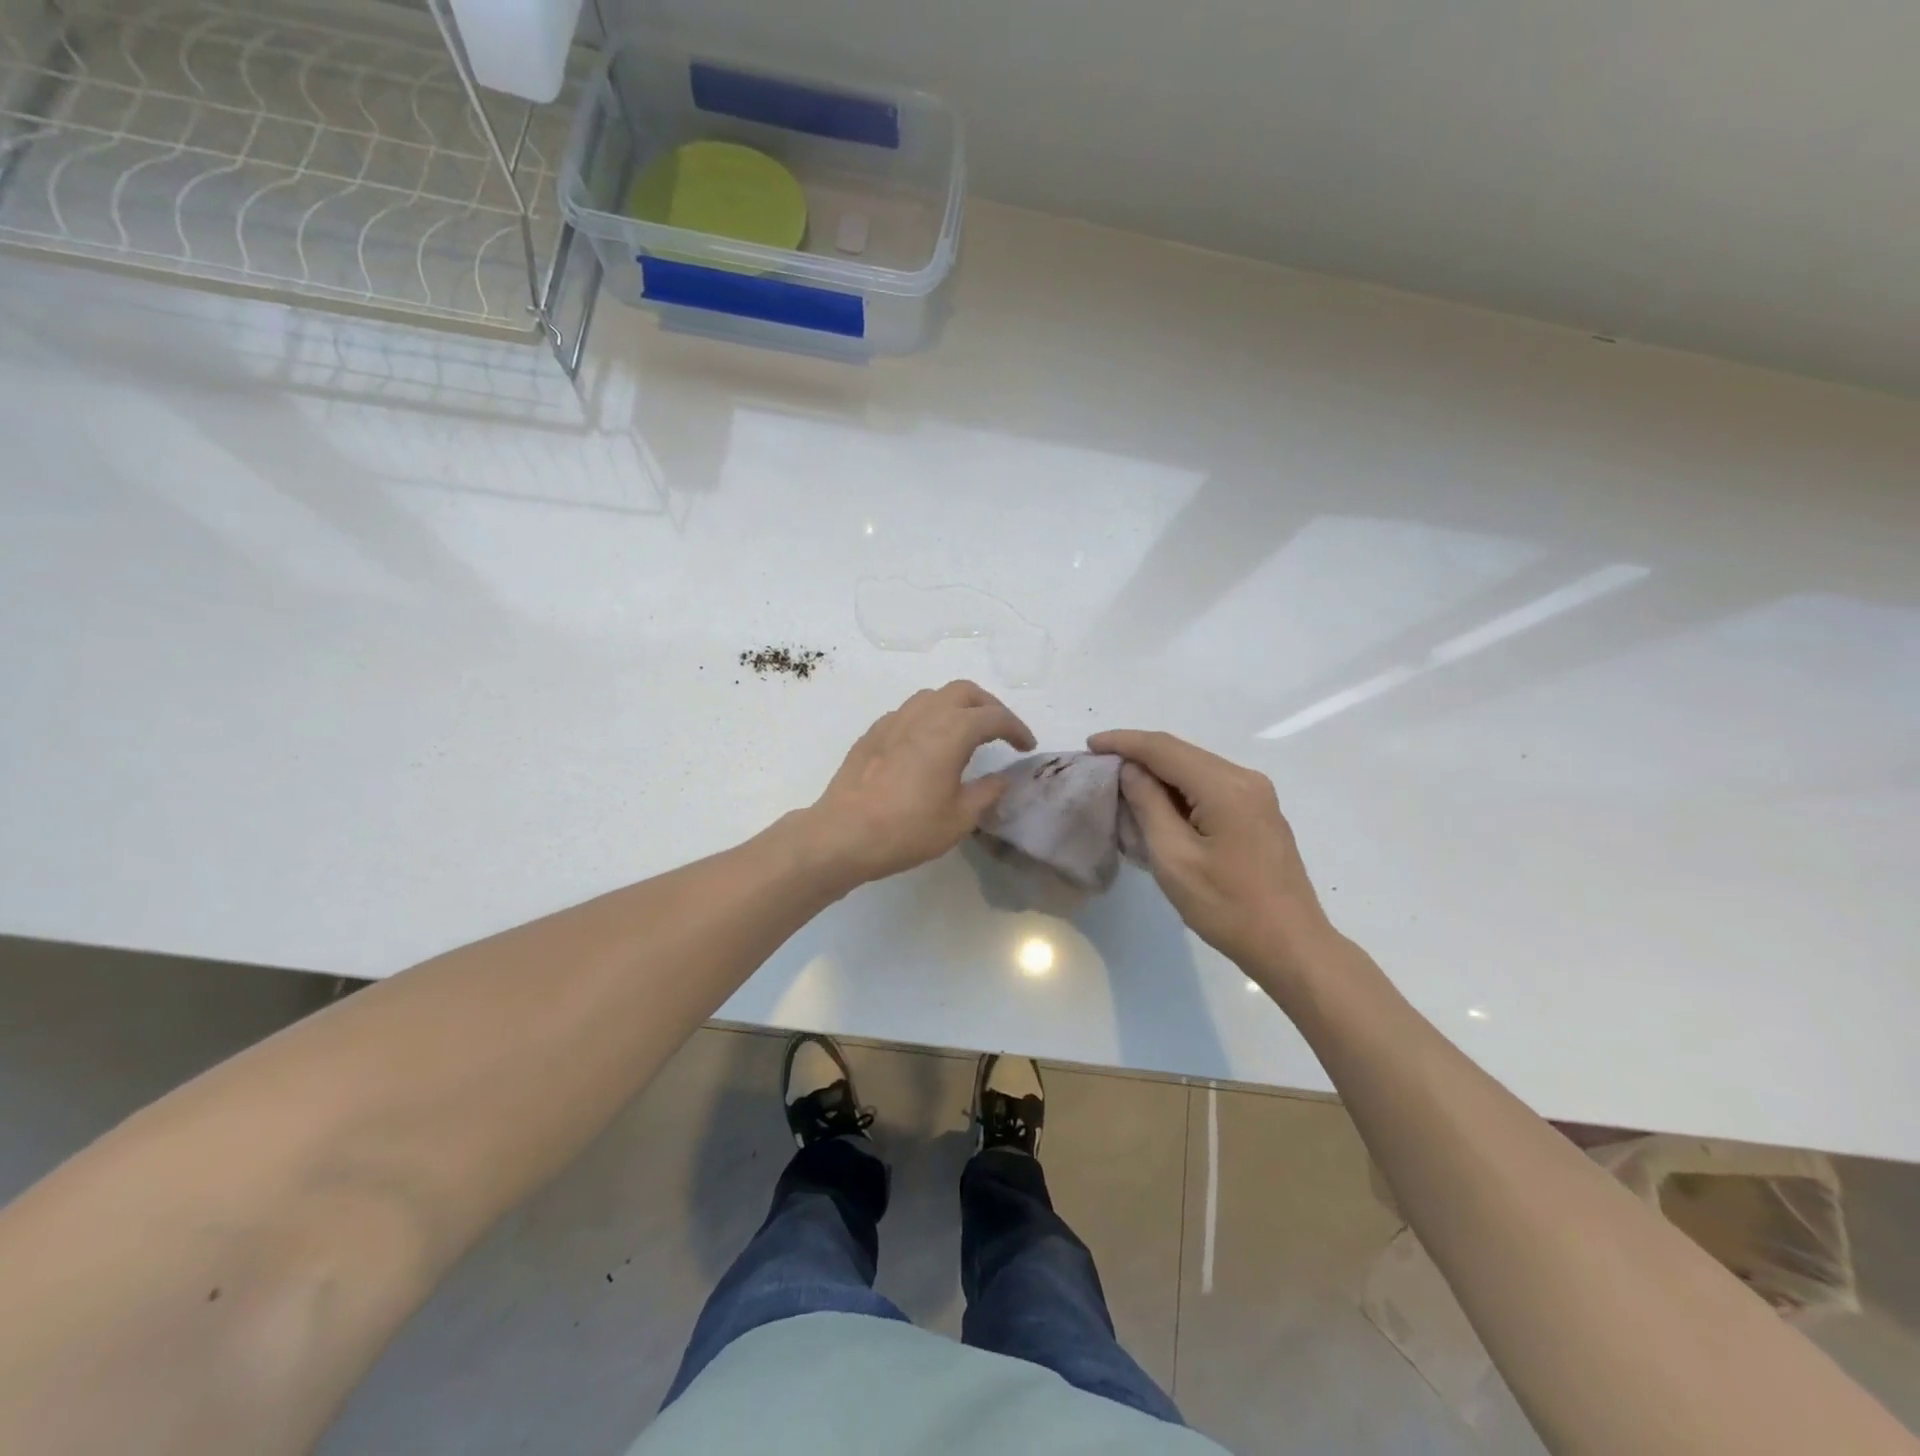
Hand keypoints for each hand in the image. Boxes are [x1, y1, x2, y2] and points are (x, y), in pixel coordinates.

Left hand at [805, 681, 1036, 888]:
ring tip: (966, 733)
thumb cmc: (907, 829)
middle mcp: (923, 715)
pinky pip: (909, 712)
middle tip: (1000, 731)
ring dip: (956, 706)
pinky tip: (927, 745)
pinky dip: (929, 718)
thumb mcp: (959, 819)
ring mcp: (893, 720)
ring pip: (933, 696)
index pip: (994, 717)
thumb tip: (1003, 778)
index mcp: (950, 732)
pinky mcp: (873, 733)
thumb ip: (987, 792)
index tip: (1027, 746)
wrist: (842, 834)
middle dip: (988, 706)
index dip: (1016, 728)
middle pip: (964, 691)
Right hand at [1090, 729, 1334, 979]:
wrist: (1291, 946)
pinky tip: (1158, 803)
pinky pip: (1209, 786)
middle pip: (1181, 753)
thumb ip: (1148, 805)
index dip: (1124, 742)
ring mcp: (1256, 795)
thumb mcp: (1174, 858)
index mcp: (1225, 786)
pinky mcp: (1258, 813)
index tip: (1089, 745)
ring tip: (1121, 782)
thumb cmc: (1227, 907)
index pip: (1164, 749)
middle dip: (1138, 753)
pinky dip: (1178, 788)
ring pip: (1195, 768)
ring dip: (1158, 771)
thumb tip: (1130, 770)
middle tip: (1099, 764)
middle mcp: (1245, 779)